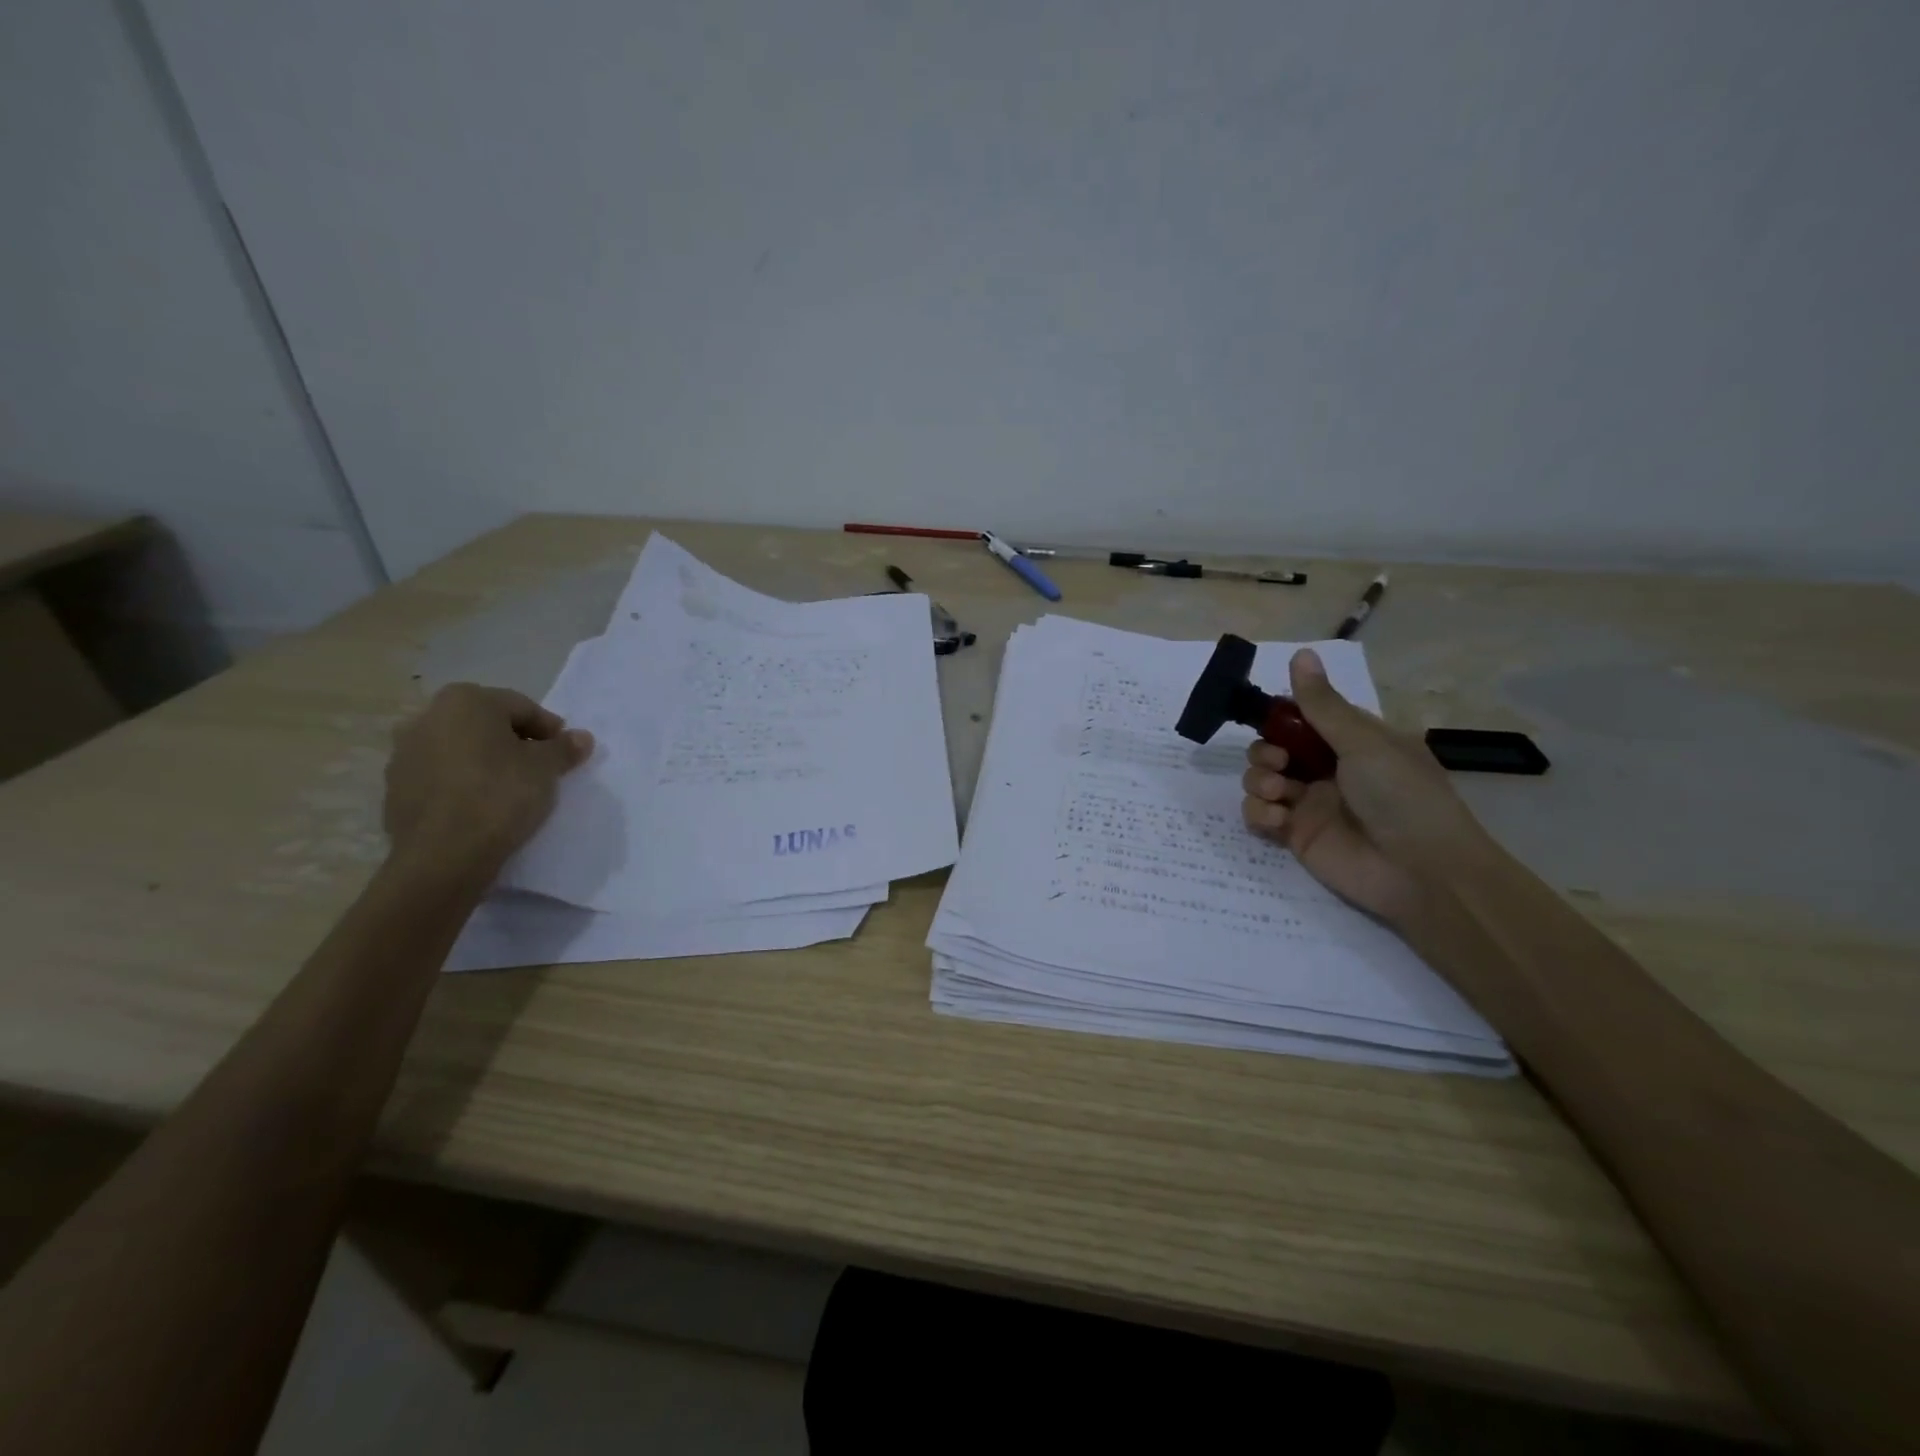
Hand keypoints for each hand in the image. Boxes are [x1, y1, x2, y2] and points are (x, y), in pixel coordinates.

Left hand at [383, 684, 593, 874]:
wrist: (443, 855)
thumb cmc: (500, 796)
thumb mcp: (546, 769)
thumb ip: (564, 748)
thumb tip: (581, 737)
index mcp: (465, 700)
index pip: (522, 707)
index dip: (549, 730)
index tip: (564, 753)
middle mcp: (427, 716)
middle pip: (486, 725)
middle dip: (514, 742)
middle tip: (540, 769)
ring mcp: (404, 753)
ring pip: (460, 750)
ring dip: (486, 762)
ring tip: (511, 790)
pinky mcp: (395, 789)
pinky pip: (441, 777)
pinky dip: (463, 784)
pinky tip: (482, 806)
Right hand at [1240, 650, 1488, 926]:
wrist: (1422, 871)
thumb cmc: (1402, 795)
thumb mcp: (1364, 742)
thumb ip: (1322, 704)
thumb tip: (1301, 652)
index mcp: (1350, 741)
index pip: (1301, 718)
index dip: (1279, 716)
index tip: (1267, 718)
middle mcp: (1326, 768)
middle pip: (1272, 747)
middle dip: (1264, 750)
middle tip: (1278, 762)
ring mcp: (1309, 803)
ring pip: (1260, 779)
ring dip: (1258, 779)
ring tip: (1276, 791)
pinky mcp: (1294, 835)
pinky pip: (1259, 815)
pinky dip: (1259, 813)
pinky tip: (1278, 819)